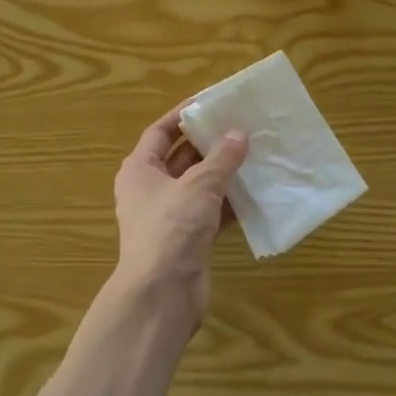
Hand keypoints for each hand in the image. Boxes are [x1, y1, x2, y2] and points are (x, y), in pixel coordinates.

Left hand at [112, 106, 247, 323]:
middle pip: (181, 157)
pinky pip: (211, 212)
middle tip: (242, 126)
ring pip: (199, 185)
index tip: (212, 102)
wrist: (162, 293)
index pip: (160, 132)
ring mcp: (169, 216)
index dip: (184, 115)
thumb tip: (238, 133)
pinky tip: (256, 192)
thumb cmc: (172, 228)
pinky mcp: (188, 239)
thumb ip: (221, 158)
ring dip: (224, 173)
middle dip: (210, 143)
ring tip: (255, 153)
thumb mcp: (198, 185)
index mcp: (139, 170)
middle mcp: (150, 190)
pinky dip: (229, 202)